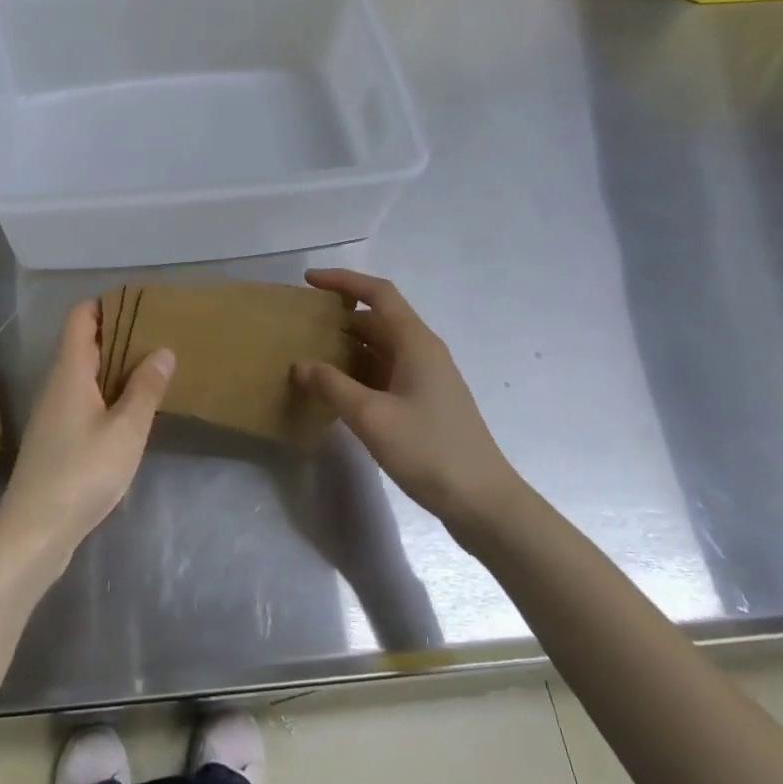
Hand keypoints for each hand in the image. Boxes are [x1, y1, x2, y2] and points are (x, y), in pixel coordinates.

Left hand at [0, 298, 173, 568]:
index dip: (108, 304)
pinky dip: (106, 391)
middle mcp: (56, 383)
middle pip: (83, 341)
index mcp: (69, 371)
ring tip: (152, 367)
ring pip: (84, 371)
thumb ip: (145, 389)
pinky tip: (130, 409)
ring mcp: (52, 411)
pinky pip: (82, 396)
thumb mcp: (126, 431)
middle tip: (159, 334)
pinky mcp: (55, 437)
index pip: (81, 317)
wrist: (34, 532)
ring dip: (114, 365)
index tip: (143, 305)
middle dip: (118, 333)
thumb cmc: (82, 473)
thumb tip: (162, 350)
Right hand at [294, 269, 521, 524]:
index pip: (378, 294)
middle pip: (377, 320)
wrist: (483, 502)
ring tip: (308, 355)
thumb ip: (332, 386)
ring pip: (379, 349)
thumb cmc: (429, 450)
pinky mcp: (423, 404)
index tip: (308, 281)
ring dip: (346, 348)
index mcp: (416, 343)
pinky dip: (357, 374)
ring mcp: (425, 379)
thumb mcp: (372, 417)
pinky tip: (334, 391)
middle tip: (300, 325)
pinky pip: (384, 374)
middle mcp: (422, 353)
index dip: (343, 281)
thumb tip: (300, 364)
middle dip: (339, 317)